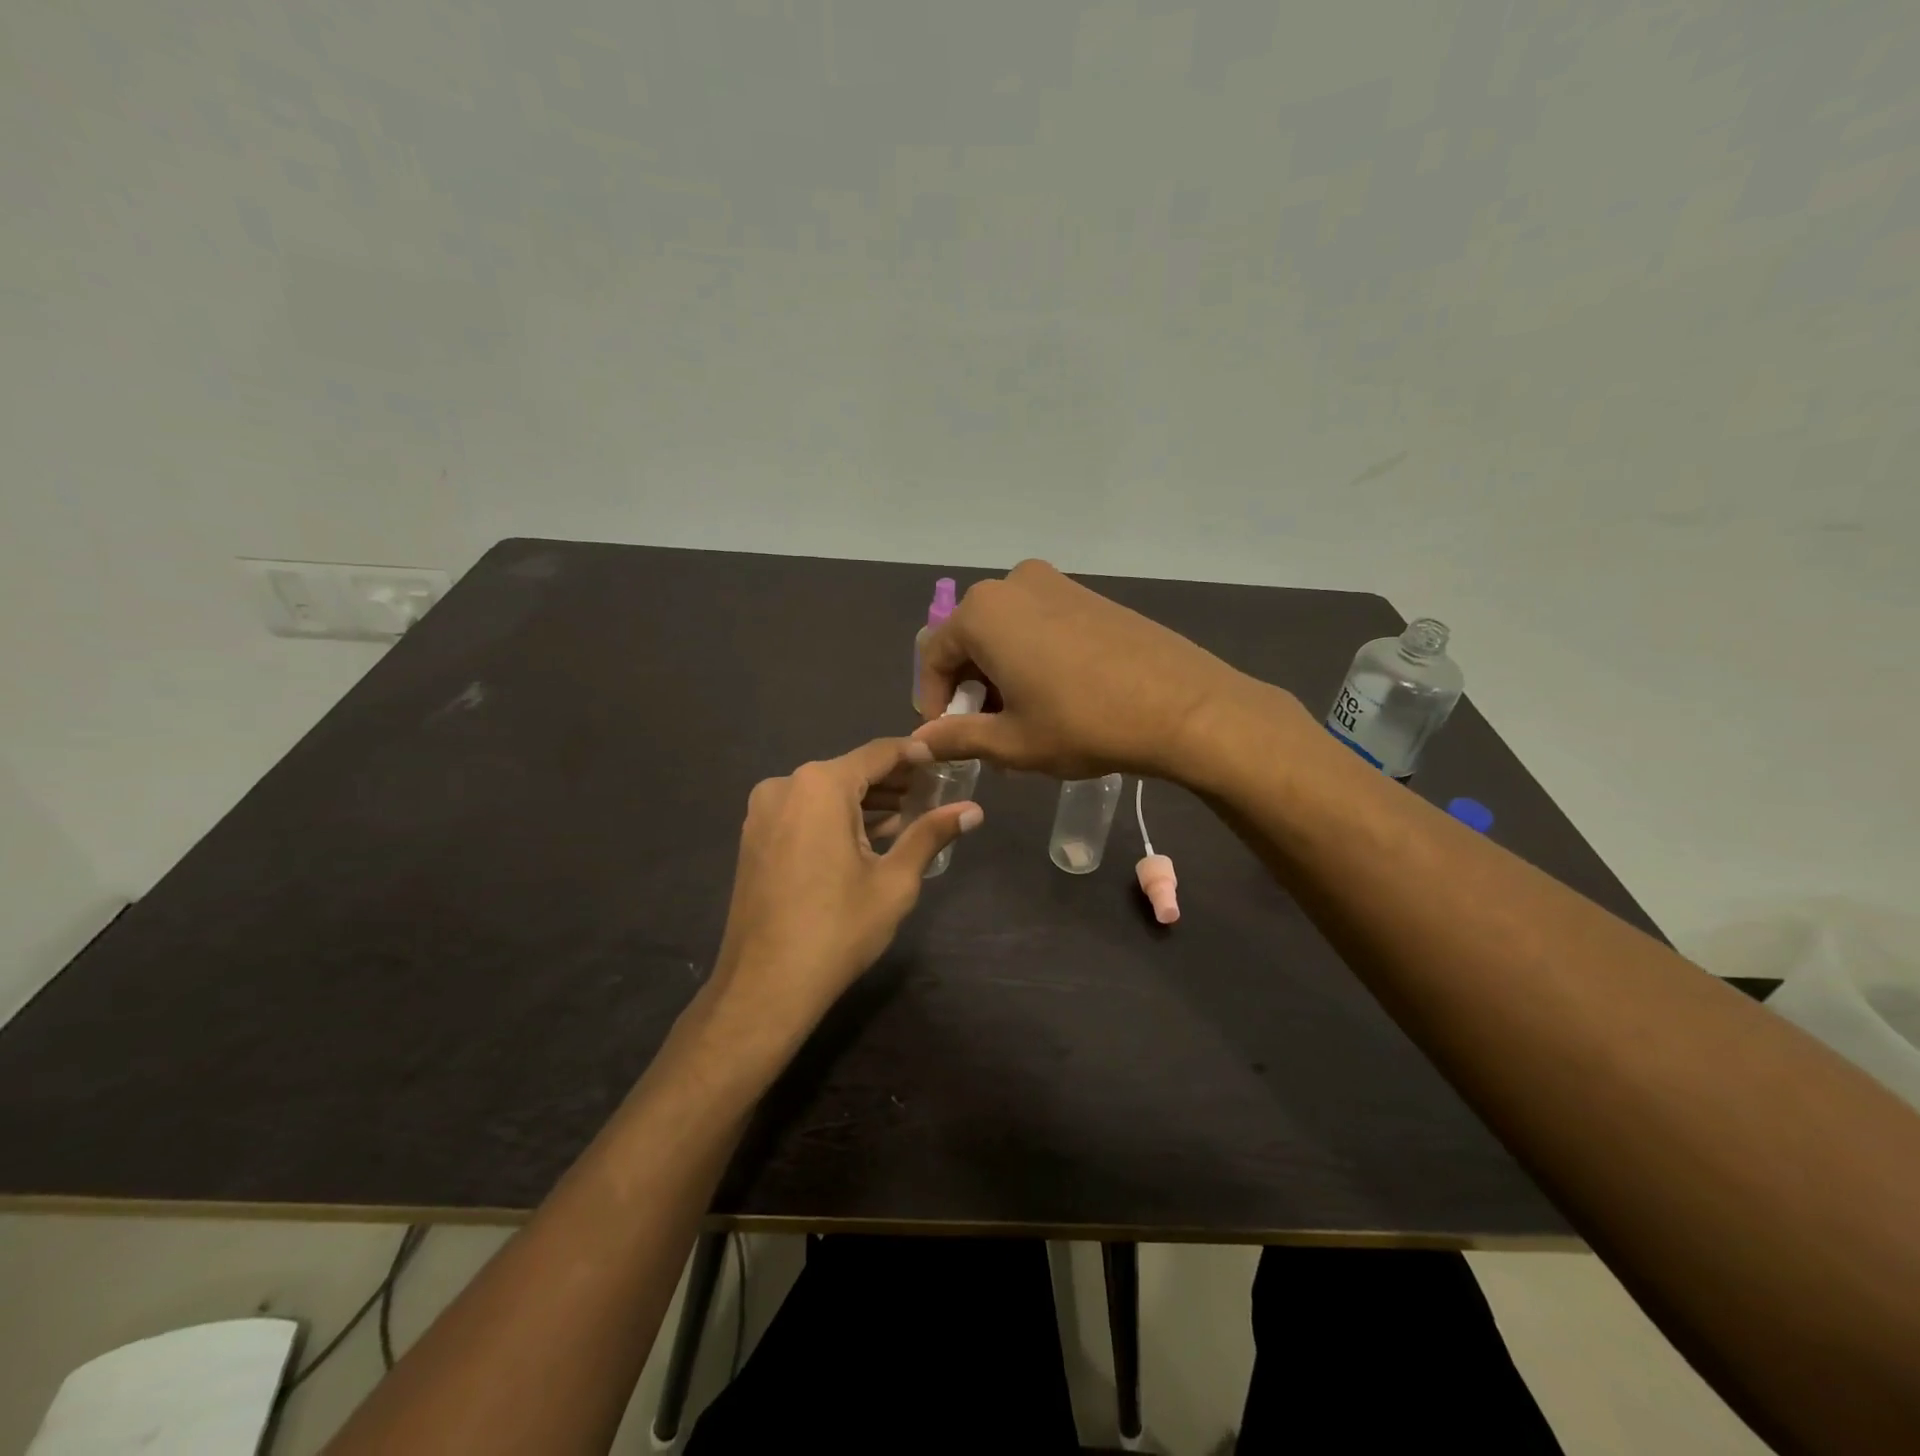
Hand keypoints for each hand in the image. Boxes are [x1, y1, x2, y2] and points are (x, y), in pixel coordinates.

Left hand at [710, 738, 982, 1034]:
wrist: (765, 986)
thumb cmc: (838, 929)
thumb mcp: (894, 881)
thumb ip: (931, 834)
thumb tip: (974, 811)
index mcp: (820, 785)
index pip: (878, 753)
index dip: (915, 755)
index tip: (944, 761)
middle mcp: (785, 785)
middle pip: (851, 771)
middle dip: (892, 782)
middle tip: (933, 795)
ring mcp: (763, 811)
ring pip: (826, 792)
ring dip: (865, 802)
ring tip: (907, 818)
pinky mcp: (755, 836)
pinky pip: (804, 812)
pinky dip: (836, 817)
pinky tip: (866, 837)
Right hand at [912, 560, 1256, 781]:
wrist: (1183, 706)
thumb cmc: (1082, 724)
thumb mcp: (1011, 743)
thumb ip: (955, 738)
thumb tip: (917, 744)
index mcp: (982, 612)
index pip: (934, 657)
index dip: (934, 702)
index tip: (946, 738)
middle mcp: (1013, 584)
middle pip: (970, 640)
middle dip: (971, 689)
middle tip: (987, 734)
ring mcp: (1056, 583)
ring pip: (1006, 633)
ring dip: (1001, 675)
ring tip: (1023, 721)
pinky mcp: (1090, 595)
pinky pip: (1039, 625)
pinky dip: (1031, 658)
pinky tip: (1055, 697)